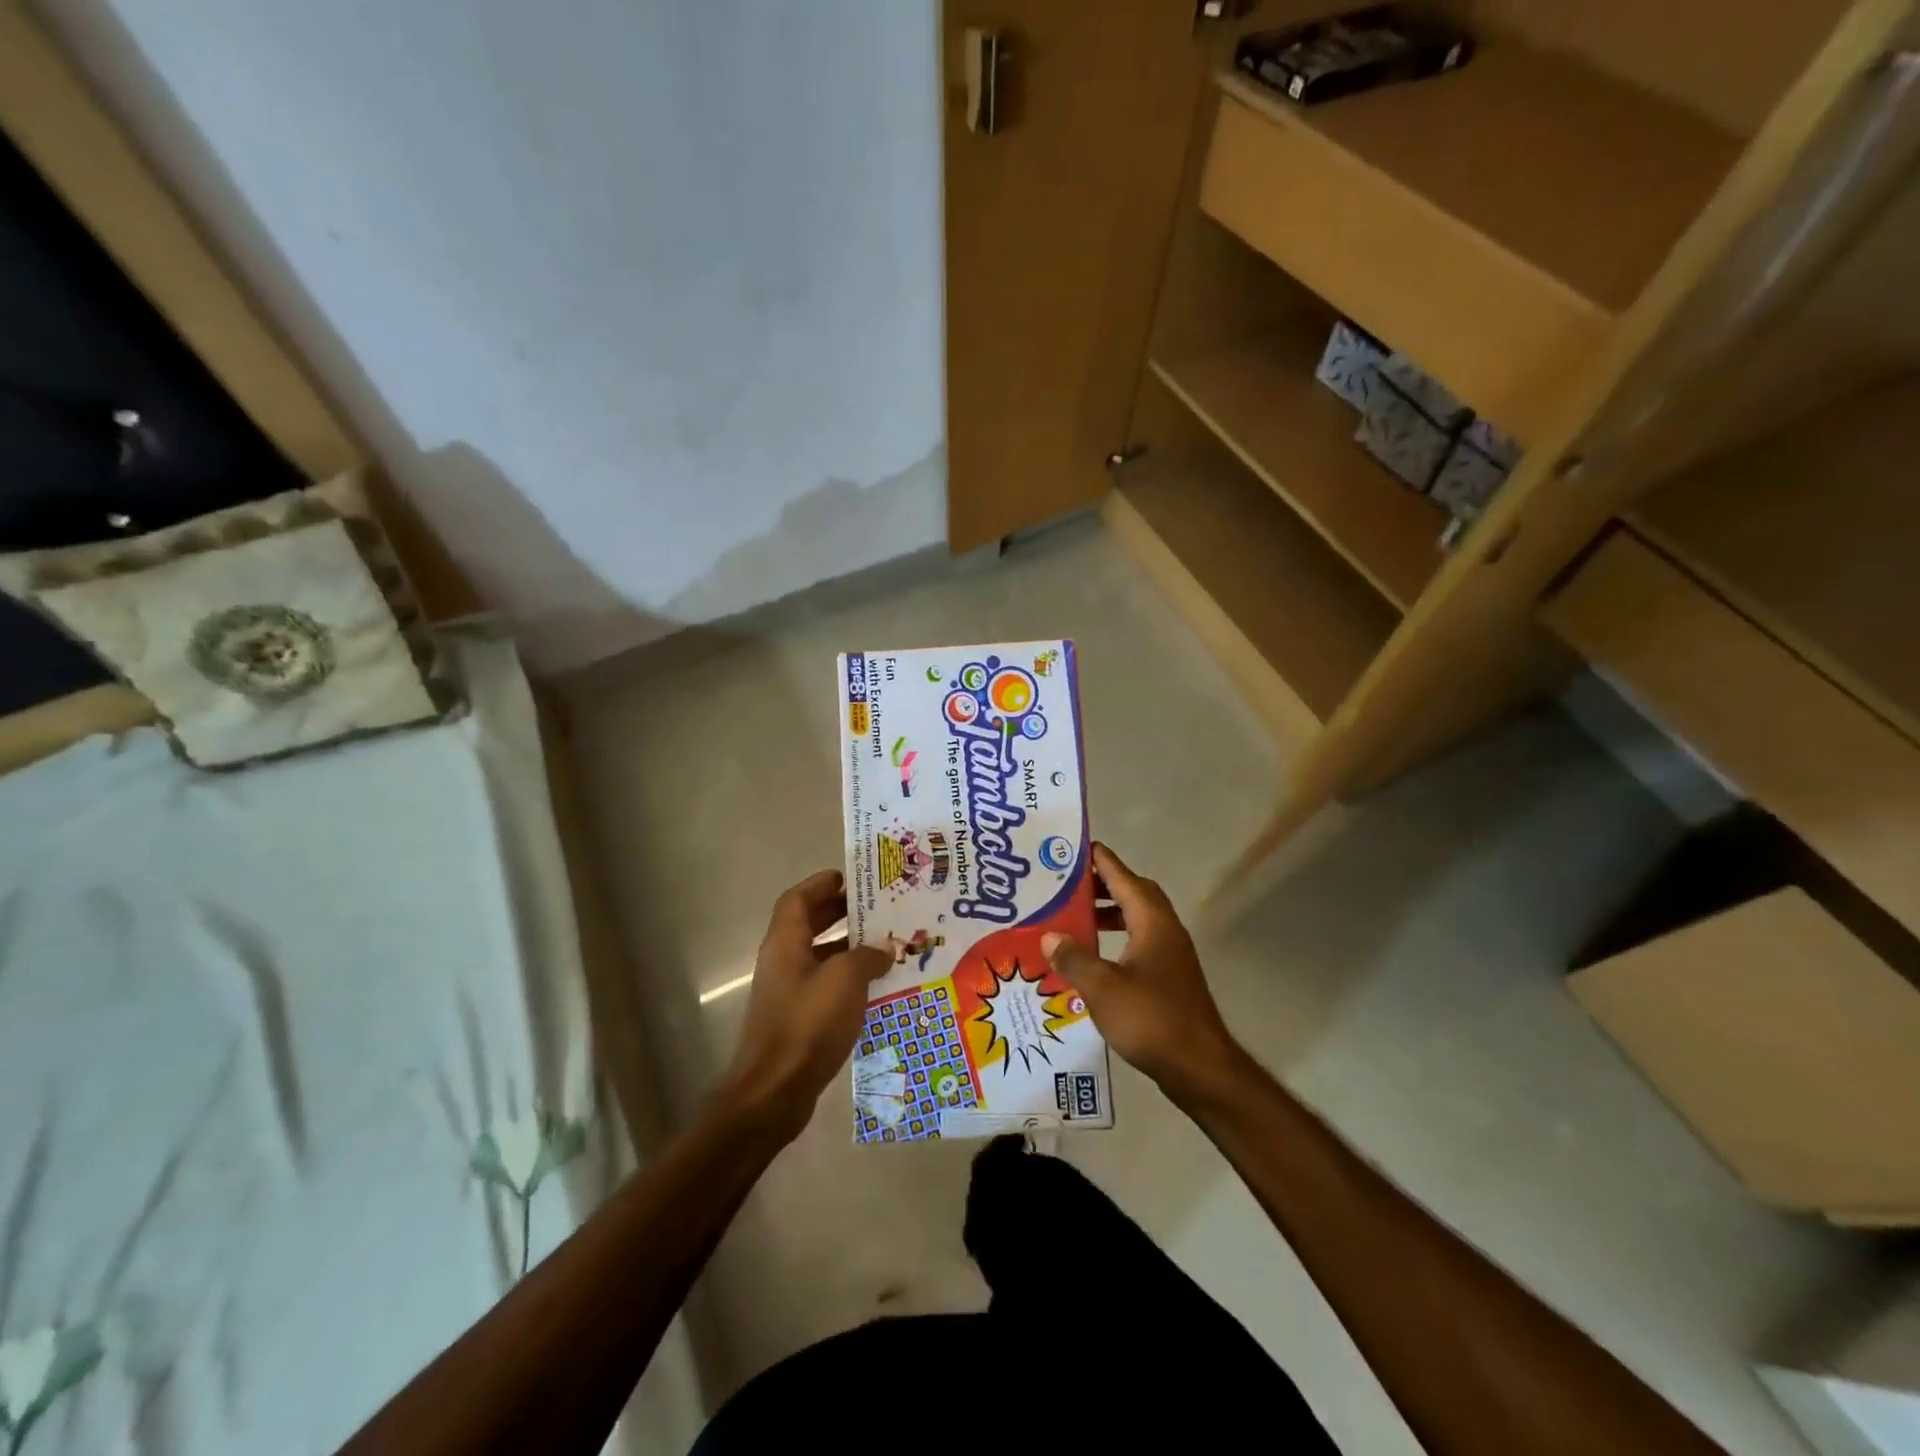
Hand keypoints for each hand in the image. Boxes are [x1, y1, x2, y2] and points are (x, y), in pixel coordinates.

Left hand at [720, 871, 892, 1141]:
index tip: (850, 877)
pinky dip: (848, 979)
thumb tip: (885, 946)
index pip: (798, 898)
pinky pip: (825, 985)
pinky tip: (878, 986)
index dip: (821, 883)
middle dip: (840, 912)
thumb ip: (867, 957)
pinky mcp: (797, 1019)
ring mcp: (788, 992)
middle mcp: (783, 961)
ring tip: (886, 943)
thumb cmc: (808, 1024)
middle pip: (808, 924)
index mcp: (786, 942)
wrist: (775, 1092)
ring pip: (819, 956)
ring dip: (848, 947)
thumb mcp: (845, 981)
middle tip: (876, 906)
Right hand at [1042, 844, 1246, 1105]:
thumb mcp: (1102, 988)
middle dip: (1103, 884)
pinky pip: (1141, 941)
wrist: (1200, 1067)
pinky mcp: (1170, 977)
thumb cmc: (1151, 1019)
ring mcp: (1171, 955)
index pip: (1124, 877)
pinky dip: (1118, 937)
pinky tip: (1095, 956)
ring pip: (1139, 918)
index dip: (1101, 861)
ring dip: (1110, 911)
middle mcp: (1165, 930)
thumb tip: (1049, 935)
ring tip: (1076, 917)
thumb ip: (1073, 958)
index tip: (1076, 848)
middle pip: (1134, 893)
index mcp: (1152, 922)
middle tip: (1069, 884)